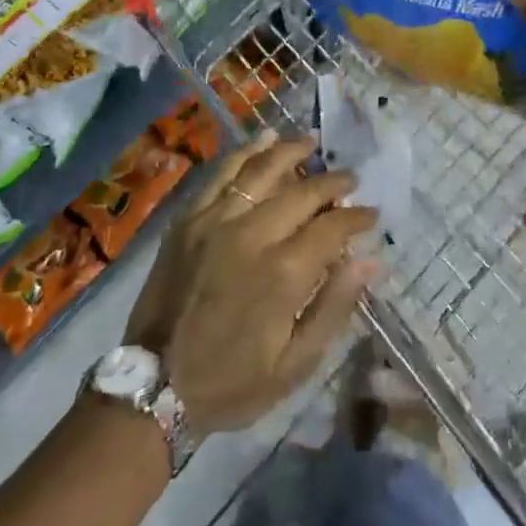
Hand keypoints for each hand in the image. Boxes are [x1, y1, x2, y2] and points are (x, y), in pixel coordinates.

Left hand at [125, 133, 378, 438]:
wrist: (153, 386)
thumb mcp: (295, 365)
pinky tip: (263, 138)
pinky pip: (221, 174)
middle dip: (332, 182)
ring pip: (261, 171)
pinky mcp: (188, 219)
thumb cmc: (232, 382)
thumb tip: (369, 261)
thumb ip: (334, 307)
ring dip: (291, 151)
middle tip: (350, 177)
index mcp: (284, 273)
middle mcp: (252, 235)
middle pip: (302, 192)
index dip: (357, 217)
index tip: (371, 214)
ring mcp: (215, 221)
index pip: (332, 227)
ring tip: (311, 141)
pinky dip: (245, 153)